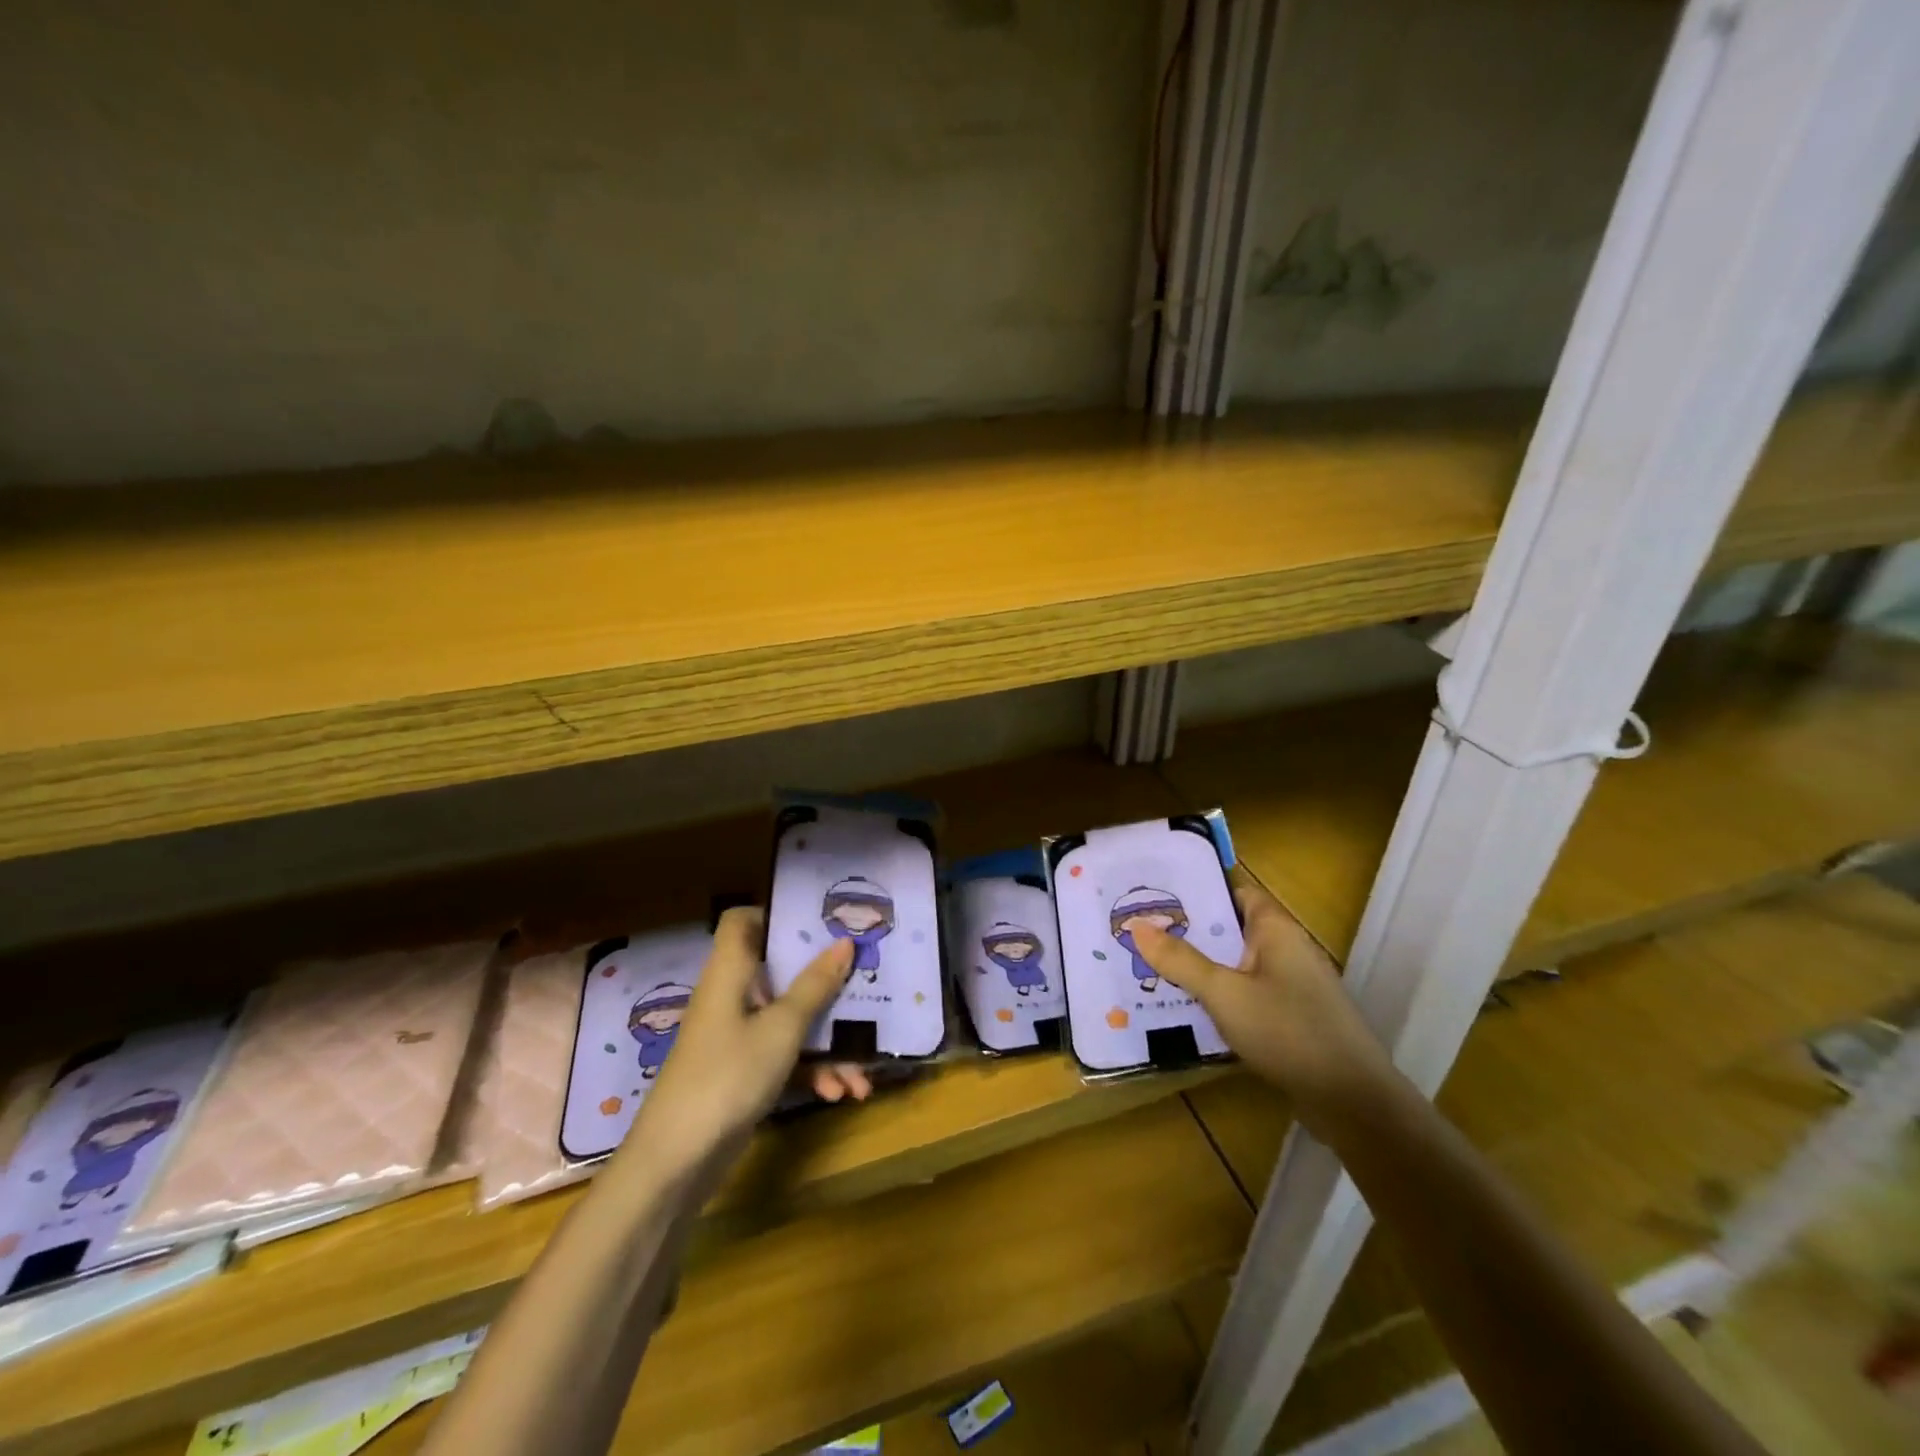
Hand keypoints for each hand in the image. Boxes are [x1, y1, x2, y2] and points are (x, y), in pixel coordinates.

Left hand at [622, 907, 864, 1180]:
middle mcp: (732, 997)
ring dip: (827, 1043)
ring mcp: (736, 1037)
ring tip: (863, 1073)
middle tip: (864, 984)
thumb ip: (815, 985)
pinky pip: (784, 1056)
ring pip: (789, 1020)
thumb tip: (845, 942)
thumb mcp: (781, 1028)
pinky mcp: (742, 1072)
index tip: (821, 923)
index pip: (742, 921)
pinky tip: (840, 1093)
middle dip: (825, 986)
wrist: (676, 1163)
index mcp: (731, 972)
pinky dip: (811, 1071)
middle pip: (780, 972)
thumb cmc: (728, 1075)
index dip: (776, 914)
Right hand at [1131, 872, 1394, 1132]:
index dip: (1196, 887)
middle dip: (1188, 930)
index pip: (1233, 890)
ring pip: (1235, 963)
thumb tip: (1136, 924)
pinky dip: (1218, 995)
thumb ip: (1180, 960)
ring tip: (1150, 965)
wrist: (1353, 1102)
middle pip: (1230, 927)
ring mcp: (1291, 985)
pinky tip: (1186, 1006)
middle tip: (1139, 930)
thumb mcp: (1224, 994)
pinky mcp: (1291, 1017)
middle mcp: (1285, 948)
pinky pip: (1246, 993)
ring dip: (1200, 965)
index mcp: (1275, 928)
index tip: (1154, 892)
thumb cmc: (1288, 1032)